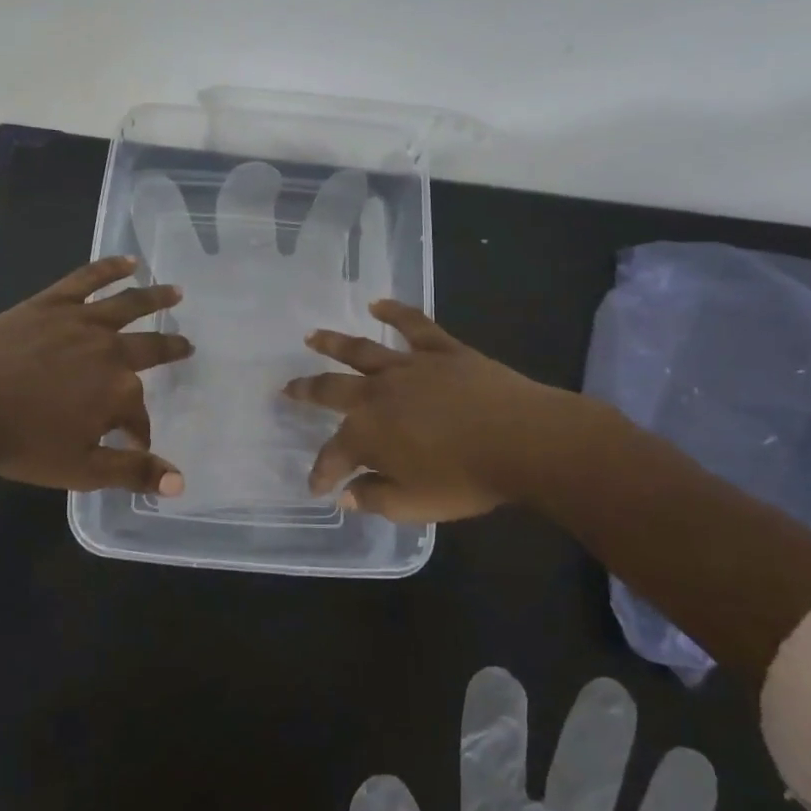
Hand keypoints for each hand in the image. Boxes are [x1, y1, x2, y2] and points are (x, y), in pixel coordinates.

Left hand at [0, 255, 194, 493]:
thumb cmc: (21, 442)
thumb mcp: (81, 469)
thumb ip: (133, 473)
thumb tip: (181, 483)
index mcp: (119, 392)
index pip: (139, 416)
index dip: (138, 432)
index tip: (133, 444)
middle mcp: (110, 351)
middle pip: (149, 350)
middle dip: (170, 350)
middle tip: (186, 347)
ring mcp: (81, 321)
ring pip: (129, 305)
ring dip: (155, 298)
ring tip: (176, 292)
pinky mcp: (52, 303)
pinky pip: (88, 279)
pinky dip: (110, 268)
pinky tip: (129, 262)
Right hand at [282, 300, 603, 521]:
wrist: (523, 440)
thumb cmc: (466, 480)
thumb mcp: (415, 506)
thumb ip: (375, 499)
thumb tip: (347, 494)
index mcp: (368, 435)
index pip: (333, 455)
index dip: (322, 472)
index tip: (317, 486)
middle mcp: (377, 395)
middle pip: (331, 389)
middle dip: (306, 391)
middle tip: (286, 388)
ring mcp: (408, 367)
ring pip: (361, 350)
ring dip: (332, 343)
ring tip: (311, 336)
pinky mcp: (441, 351)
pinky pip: (413, 326)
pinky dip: (394, 313)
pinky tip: (377, 304)